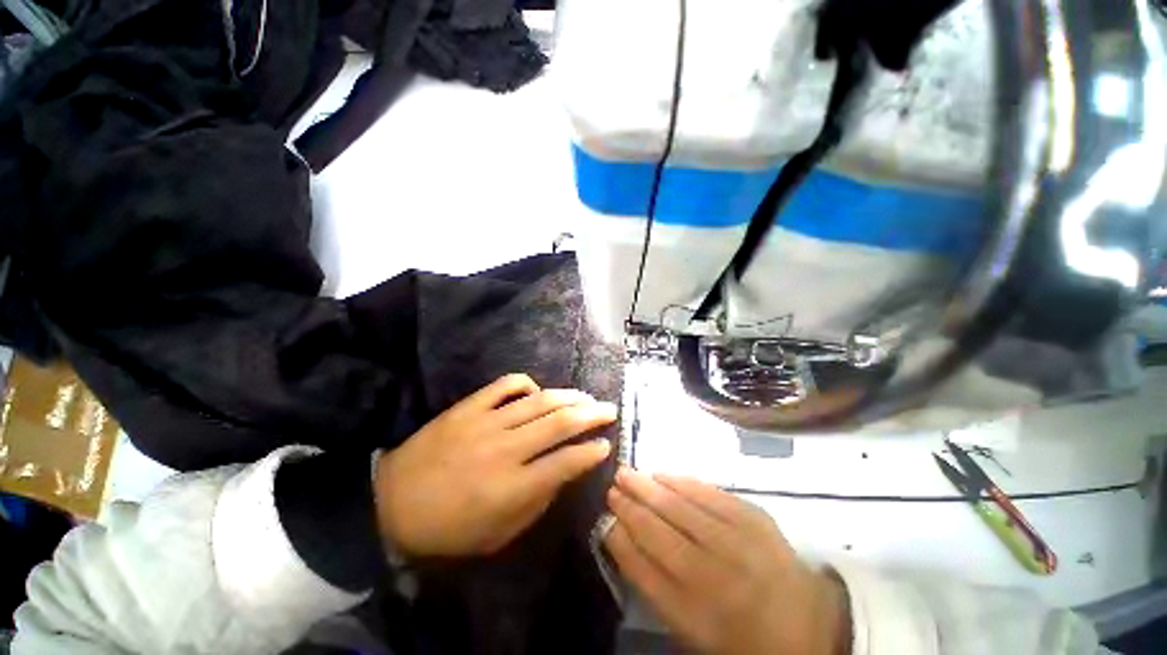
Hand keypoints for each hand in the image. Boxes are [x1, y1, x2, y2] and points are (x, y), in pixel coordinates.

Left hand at [375, 374, 616, 557]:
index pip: (566, 463)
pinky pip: (505, 385)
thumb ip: (537, 502)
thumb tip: (563, 473)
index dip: (591, 452)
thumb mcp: (498, 535)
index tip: (605, 445)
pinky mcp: (468, 407)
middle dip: (591, 415)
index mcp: (513, 487)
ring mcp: (486, 422)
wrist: (390, 503)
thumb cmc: (448, 529)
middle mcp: (505, 449)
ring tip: (586, 396)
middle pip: (560, 423)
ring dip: (568, 397)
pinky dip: (527, 384)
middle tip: (609, 410)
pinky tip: (537, 391)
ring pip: (539, 401)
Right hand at [605, 468, 850, 654]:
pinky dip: (680, 481)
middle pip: (659, 532)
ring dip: (648, 486)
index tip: (606, 519)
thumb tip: (622, 535)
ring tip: (627, 473)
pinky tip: (661, 474)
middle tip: (612, 486)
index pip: (643, 570)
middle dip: (630, 505)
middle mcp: (715, 578)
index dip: (621, 539)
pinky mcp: (755, 517)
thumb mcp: (692, 627)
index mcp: (697, 616)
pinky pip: (708, 492)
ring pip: (680, 506)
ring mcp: (739, 543)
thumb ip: (654, 583)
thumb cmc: (741, 632)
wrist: (807, 622)